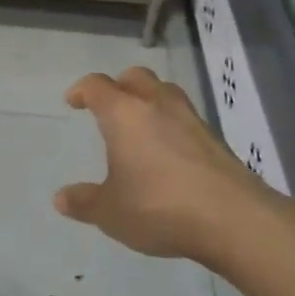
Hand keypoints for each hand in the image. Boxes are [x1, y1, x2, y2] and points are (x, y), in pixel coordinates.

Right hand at [55, 66, 273, 263]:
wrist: (233, 218)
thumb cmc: (159, 207)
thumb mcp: (111, 212)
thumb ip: (84, 202)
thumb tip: (61, 198)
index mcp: (124, 114)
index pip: (97, 86)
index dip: (82, 90)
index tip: (73, 101)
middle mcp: (157, 105)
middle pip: (136, 77)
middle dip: (119, 85)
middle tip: (109, 105)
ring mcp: (191, 119)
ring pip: (165, 92)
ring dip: (149, 100)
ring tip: (140, 125)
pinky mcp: (214, 138)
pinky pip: (185, 118)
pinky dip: (171, 124)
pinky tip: (168, 152)